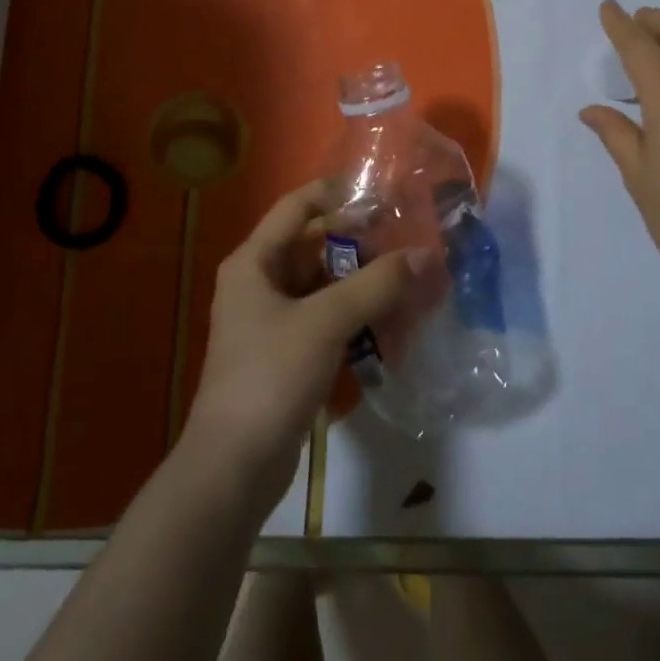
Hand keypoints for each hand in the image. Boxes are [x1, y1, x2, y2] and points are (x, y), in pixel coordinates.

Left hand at [185, 179, 439, 507]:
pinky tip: (392, 320)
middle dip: (360, 242)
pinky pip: (326, 318)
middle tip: (406, 238)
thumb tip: (425, 255)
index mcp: (254, 261)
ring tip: (408, 276)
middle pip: (314, 245)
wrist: (234, 467)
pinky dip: (356, 314)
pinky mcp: (287, 353)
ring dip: (362, 281)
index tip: (381, 193)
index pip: (297, 206)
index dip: (336, 193)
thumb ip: (376, 284)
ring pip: (324, 284)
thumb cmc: (270, 376)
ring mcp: (272, 320)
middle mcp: (259, 282)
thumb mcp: (326, 322)